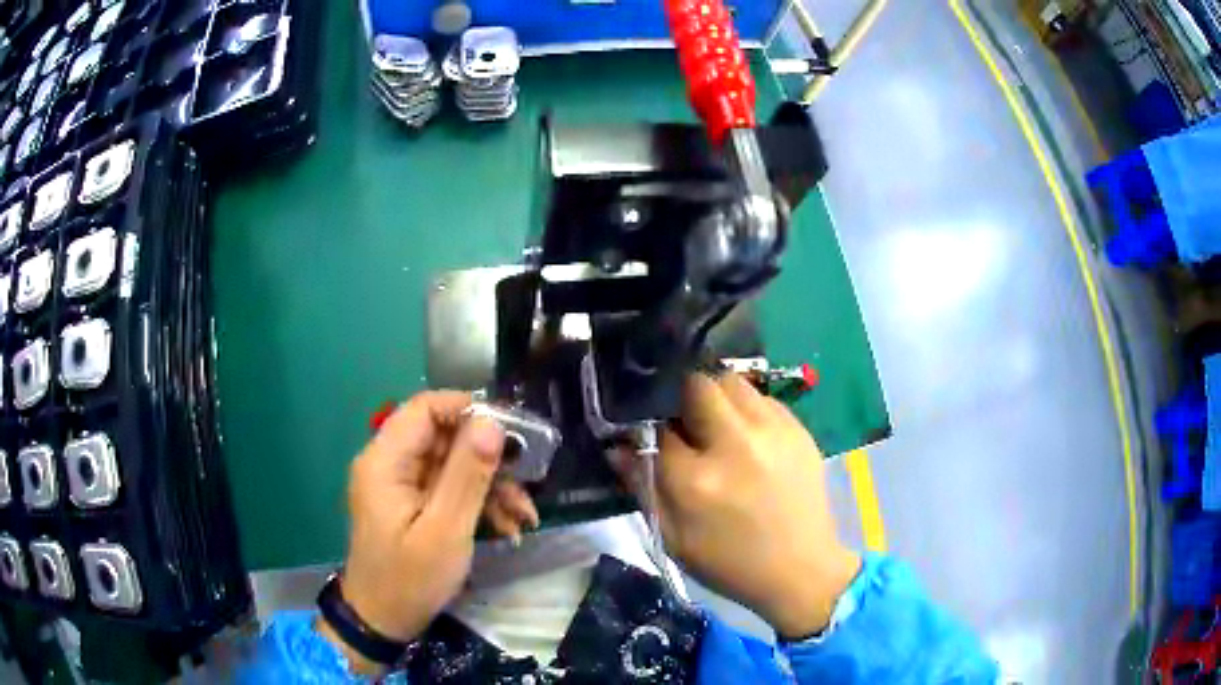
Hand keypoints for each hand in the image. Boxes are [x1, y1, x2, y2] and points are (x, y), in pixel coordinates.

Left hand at [320, 391, 537, 673]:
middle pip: (443, 437)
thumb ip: (467, 475)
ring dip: (491, 486)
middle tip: (528, 480)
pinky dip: (478, 503)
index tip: (512, 430)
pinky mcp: (411, 504)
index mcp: (385, 460)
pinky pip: (448, 489)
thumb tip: (491, 423)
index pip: (425, 408)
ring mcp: (400, 485)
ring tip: (525, 515)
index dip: (469, 409)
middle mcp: (389, 463)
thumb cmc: (409, 578)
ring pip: (452, 464)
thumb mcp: (445, 530)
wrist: (382, 621)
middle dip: (489, 459)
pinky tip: (508, 527)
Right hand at [625, 373, 860, 639]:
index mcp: (697, 480)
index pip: (658, 429)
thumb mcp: (674, 539)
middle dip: (684, 397)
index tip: (652, 437)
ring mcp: (773, 432)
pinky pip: (762, 398)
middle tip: (686, 423)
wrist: (801, 571)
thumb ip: (643, 488)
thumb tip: (619, 447)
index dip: (650, 430)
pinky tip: (749, 438)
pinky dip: (747, 409)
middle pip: (698, 385)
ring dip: (717, 396)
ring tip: (719, 426)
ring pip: (732, 381)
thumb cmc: (730, 563)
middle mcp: (735, 444)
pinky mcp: (799, 430)